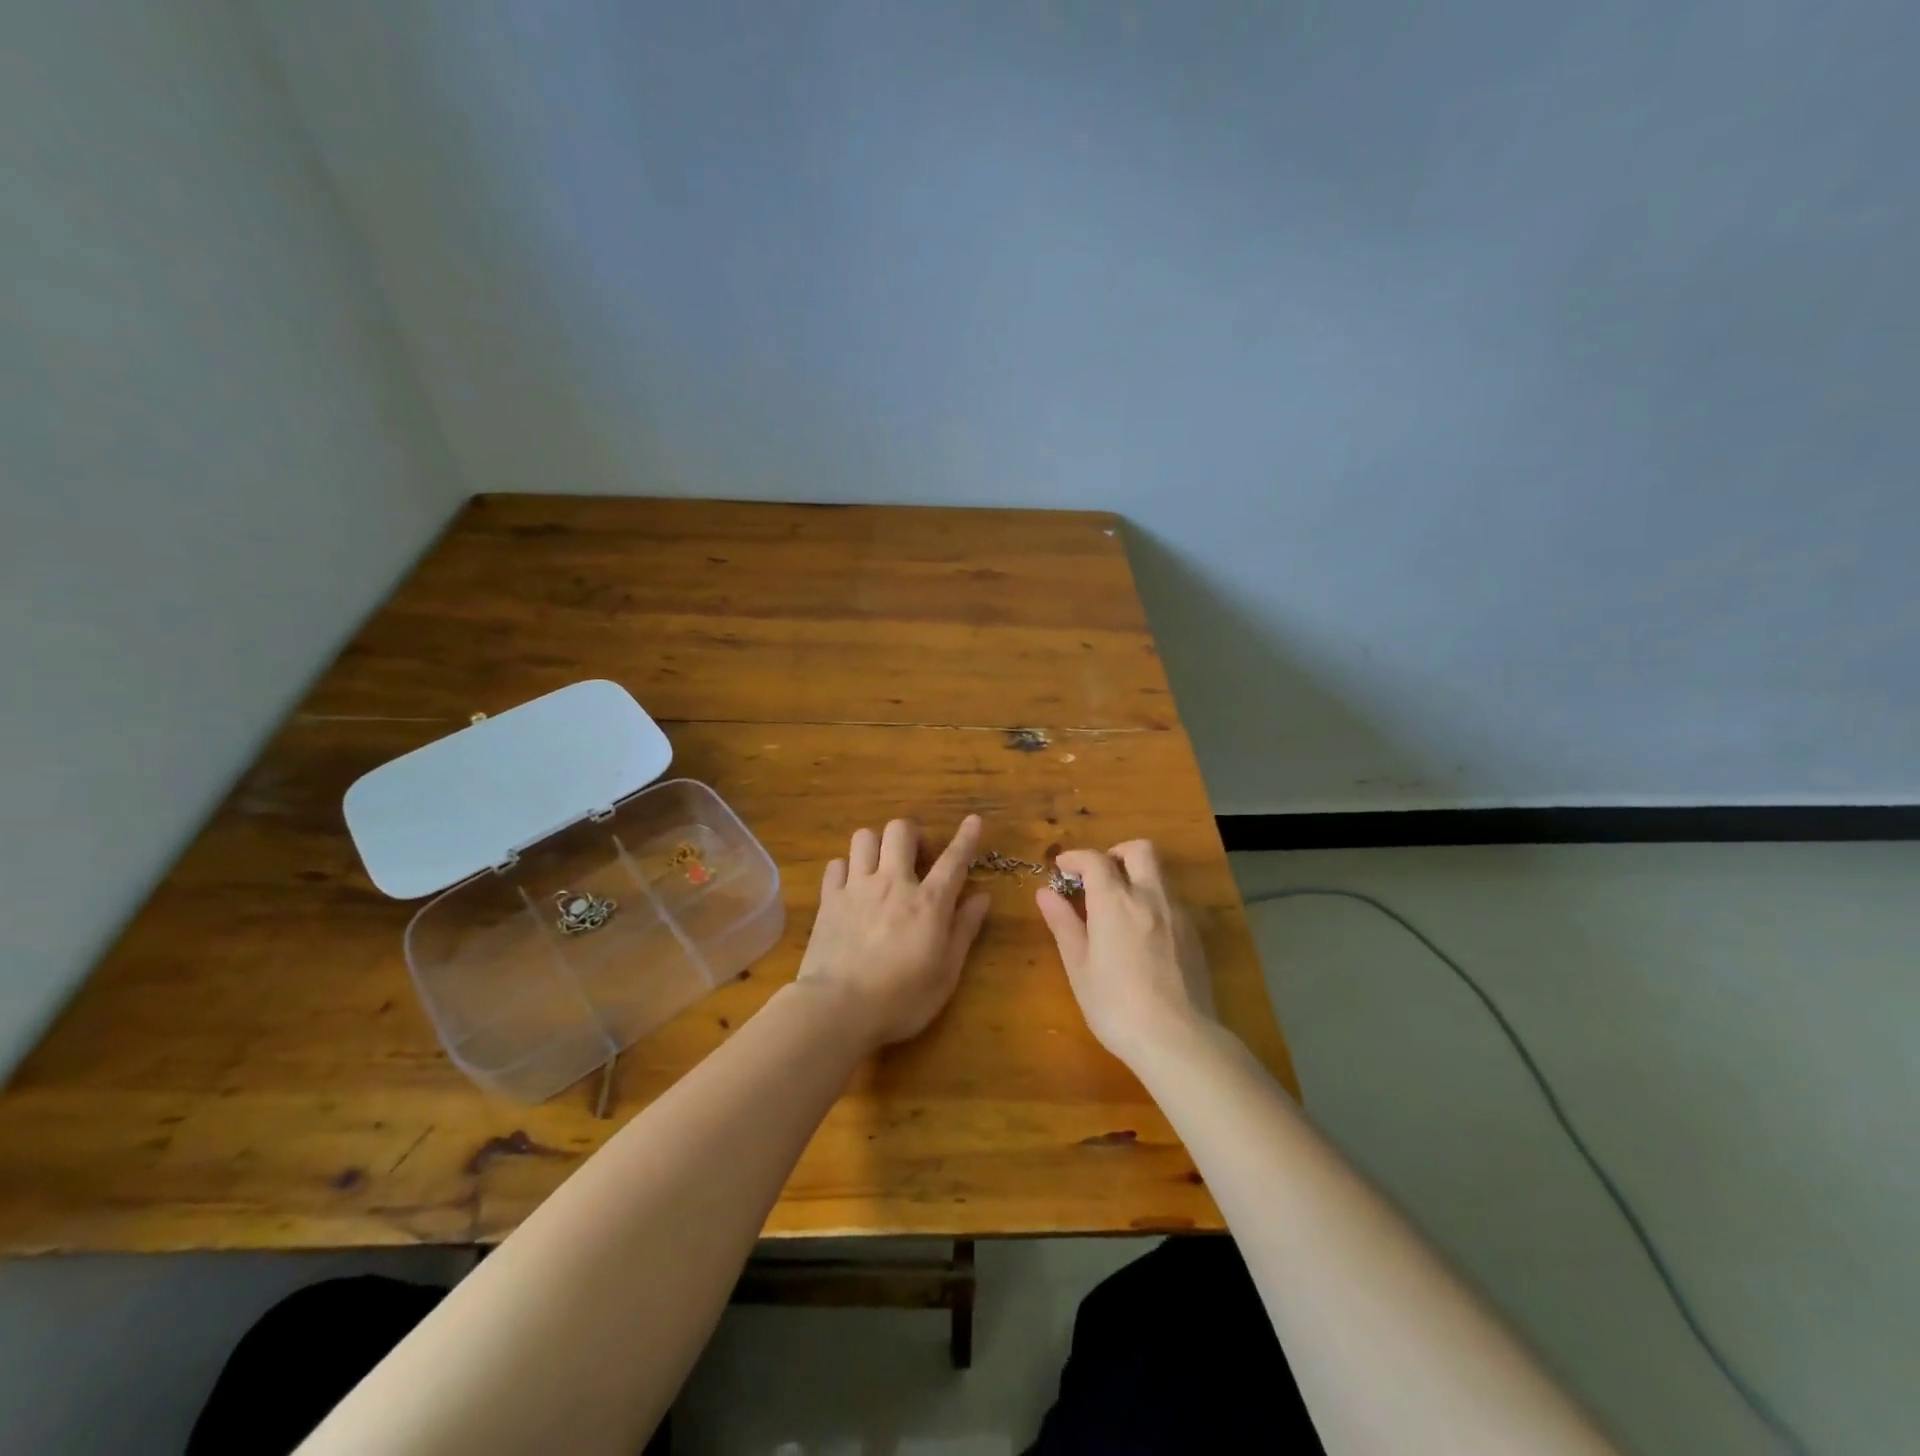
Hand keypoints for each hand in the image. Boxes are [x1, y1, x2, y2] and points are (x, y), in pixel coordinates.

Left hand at [795, 815, 991, 1050]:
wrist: (838, 1008)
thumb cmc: (901, 999)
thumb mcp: (946, 973)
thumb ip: (964, 930)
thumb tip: (982, 896)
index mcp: (928, 902)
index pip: (953, 859)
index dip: (966, 837)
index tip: (973, 820)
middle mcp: (893, 883)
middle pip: (901, 830)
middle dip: (912, 834)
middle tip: (917, 858)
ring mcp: (856, 887)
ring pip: (865, 837)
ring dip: (877, 845)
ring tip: (882, 866)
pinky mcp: (828, 899)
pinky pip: (836, 864)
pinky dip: (846, 868)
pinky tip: (851, 886)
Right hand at [1036, 840, 1215, 1065]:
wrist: (1178, 1039)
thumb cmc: (1116, 1005)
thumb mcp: (1079, 967)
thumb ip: (1063, 924)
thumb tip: (1045, 893)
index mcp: (1115, 901)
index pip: (1095, 859)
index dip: (1076, 857)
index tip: (1062, 868)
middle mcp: (1150, 896)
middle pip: (1140, 850)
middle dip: (1116, 853)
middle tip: (1098, 877)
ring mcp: (1178, 914)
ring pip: (1160, 874)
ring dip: (1137, 876)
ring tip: (1119, 907)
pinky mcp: (1196, 935)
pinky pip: (1173, 901)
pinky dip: (1154, 902)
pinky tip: (1143, 934)